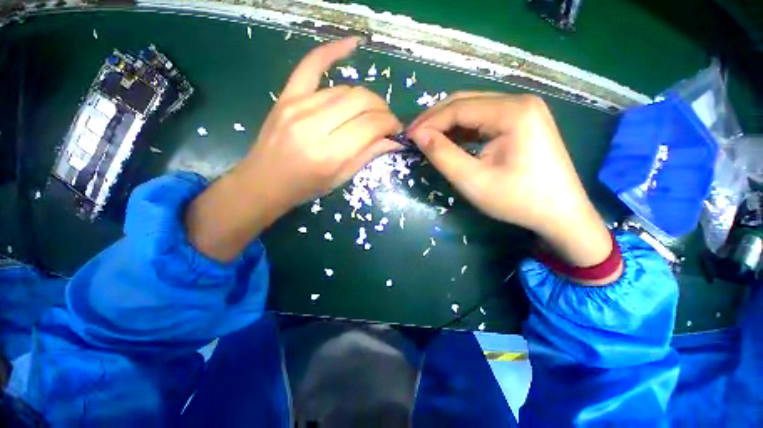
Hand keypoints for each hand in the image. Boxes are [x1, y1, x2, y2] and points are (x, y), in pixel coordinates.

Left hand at [186, 37, 400, 261]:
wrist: (264, 182)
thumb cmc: (305, 187)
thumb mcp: (341, 178)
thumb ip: (368, 155)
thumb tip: (394, 140)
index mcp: (329, 153)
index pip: (370, 125)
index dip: (390, 124)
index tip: (396, 129)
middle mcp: (314, 125)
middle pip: (360, 101)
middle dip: (382, 109)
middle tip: (386, 121)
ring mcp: (297, 106)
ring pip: (345, 89)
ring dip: (366, 98)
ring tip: (370, 111)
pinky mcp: (287, 96)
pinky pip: (311, 65)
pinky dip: (332, 51)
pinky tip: (353, 44)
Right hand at [408, 92, 615, 273]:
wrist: (560, 214)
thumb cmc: (517, 200)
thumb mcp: (472, 180)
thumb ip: (442, 155)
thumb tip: (418, 135)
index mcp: (513, 112)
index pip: (458, 108)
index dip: (429, 122)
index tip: (407, 136)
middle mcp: (519, 102)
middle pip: (466, 102)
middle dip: (435, 119)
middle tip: (414, 135)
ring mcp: (523, 110)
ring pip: (473, 109)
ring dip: (447, 123)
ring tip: (426, 138)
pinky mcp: (522, 122)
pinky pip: (484, 119)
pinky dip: (462, 129)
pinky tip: (449, 140)